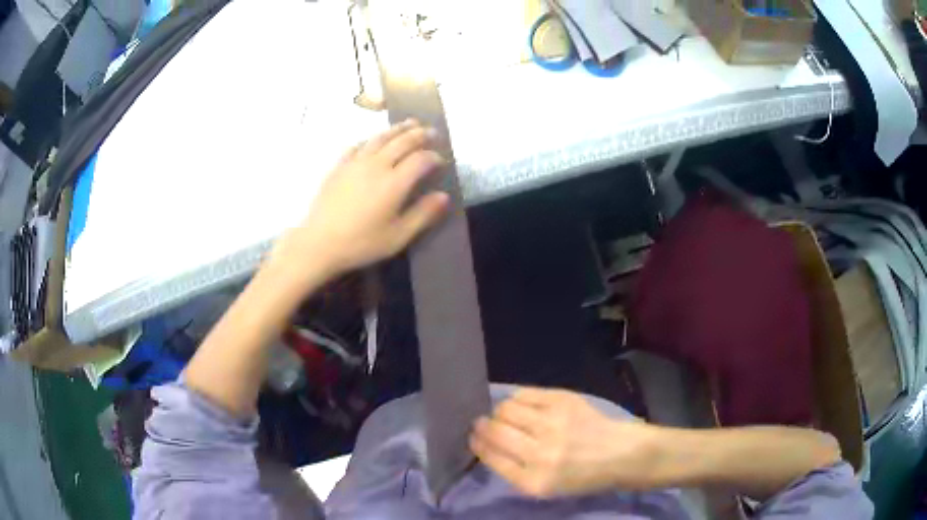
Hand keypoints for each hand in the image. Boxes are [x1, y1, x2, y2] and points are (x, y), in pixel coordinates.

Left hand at [270, 120, 448, 284]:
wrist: (319, 243)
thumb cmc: (361, 243)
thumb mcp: (398, 236)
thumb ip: (422, 214)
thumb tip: (444, 196)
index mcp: (394, 183)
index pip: (421, 159)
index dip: (434, 157)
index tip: (441, 161)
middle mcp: (377, 165)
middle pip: (402, 141)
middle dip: (420, 134)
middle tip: (432, 131)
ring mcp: (355, 162)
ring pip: (380, 138)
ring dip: (398, 129)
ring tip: (410, 123)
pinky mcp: (339, 166)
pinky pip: (358, 145)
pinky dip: (371, 139)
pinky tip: (373, 141)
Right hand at [470, 387, 660, 497]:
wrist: (620, 454)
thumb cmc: (581, 476)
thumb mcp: (544, 488)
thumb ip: (514, 470)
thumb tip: (486, 442)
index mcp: (534, 481)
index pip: (491, 456)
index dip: (477, 443)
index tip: (472, 436)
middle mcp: (541, 454)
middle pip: (494, 430)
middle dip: (482, 425)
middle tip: (481, 423)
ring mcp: (553, 424)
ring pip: (506, 409)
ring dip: (500, 412)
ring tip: (507, 415)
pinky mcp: (564, 401)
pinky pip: (524, 394)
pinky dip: (517, 399)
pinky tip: (522, 405)